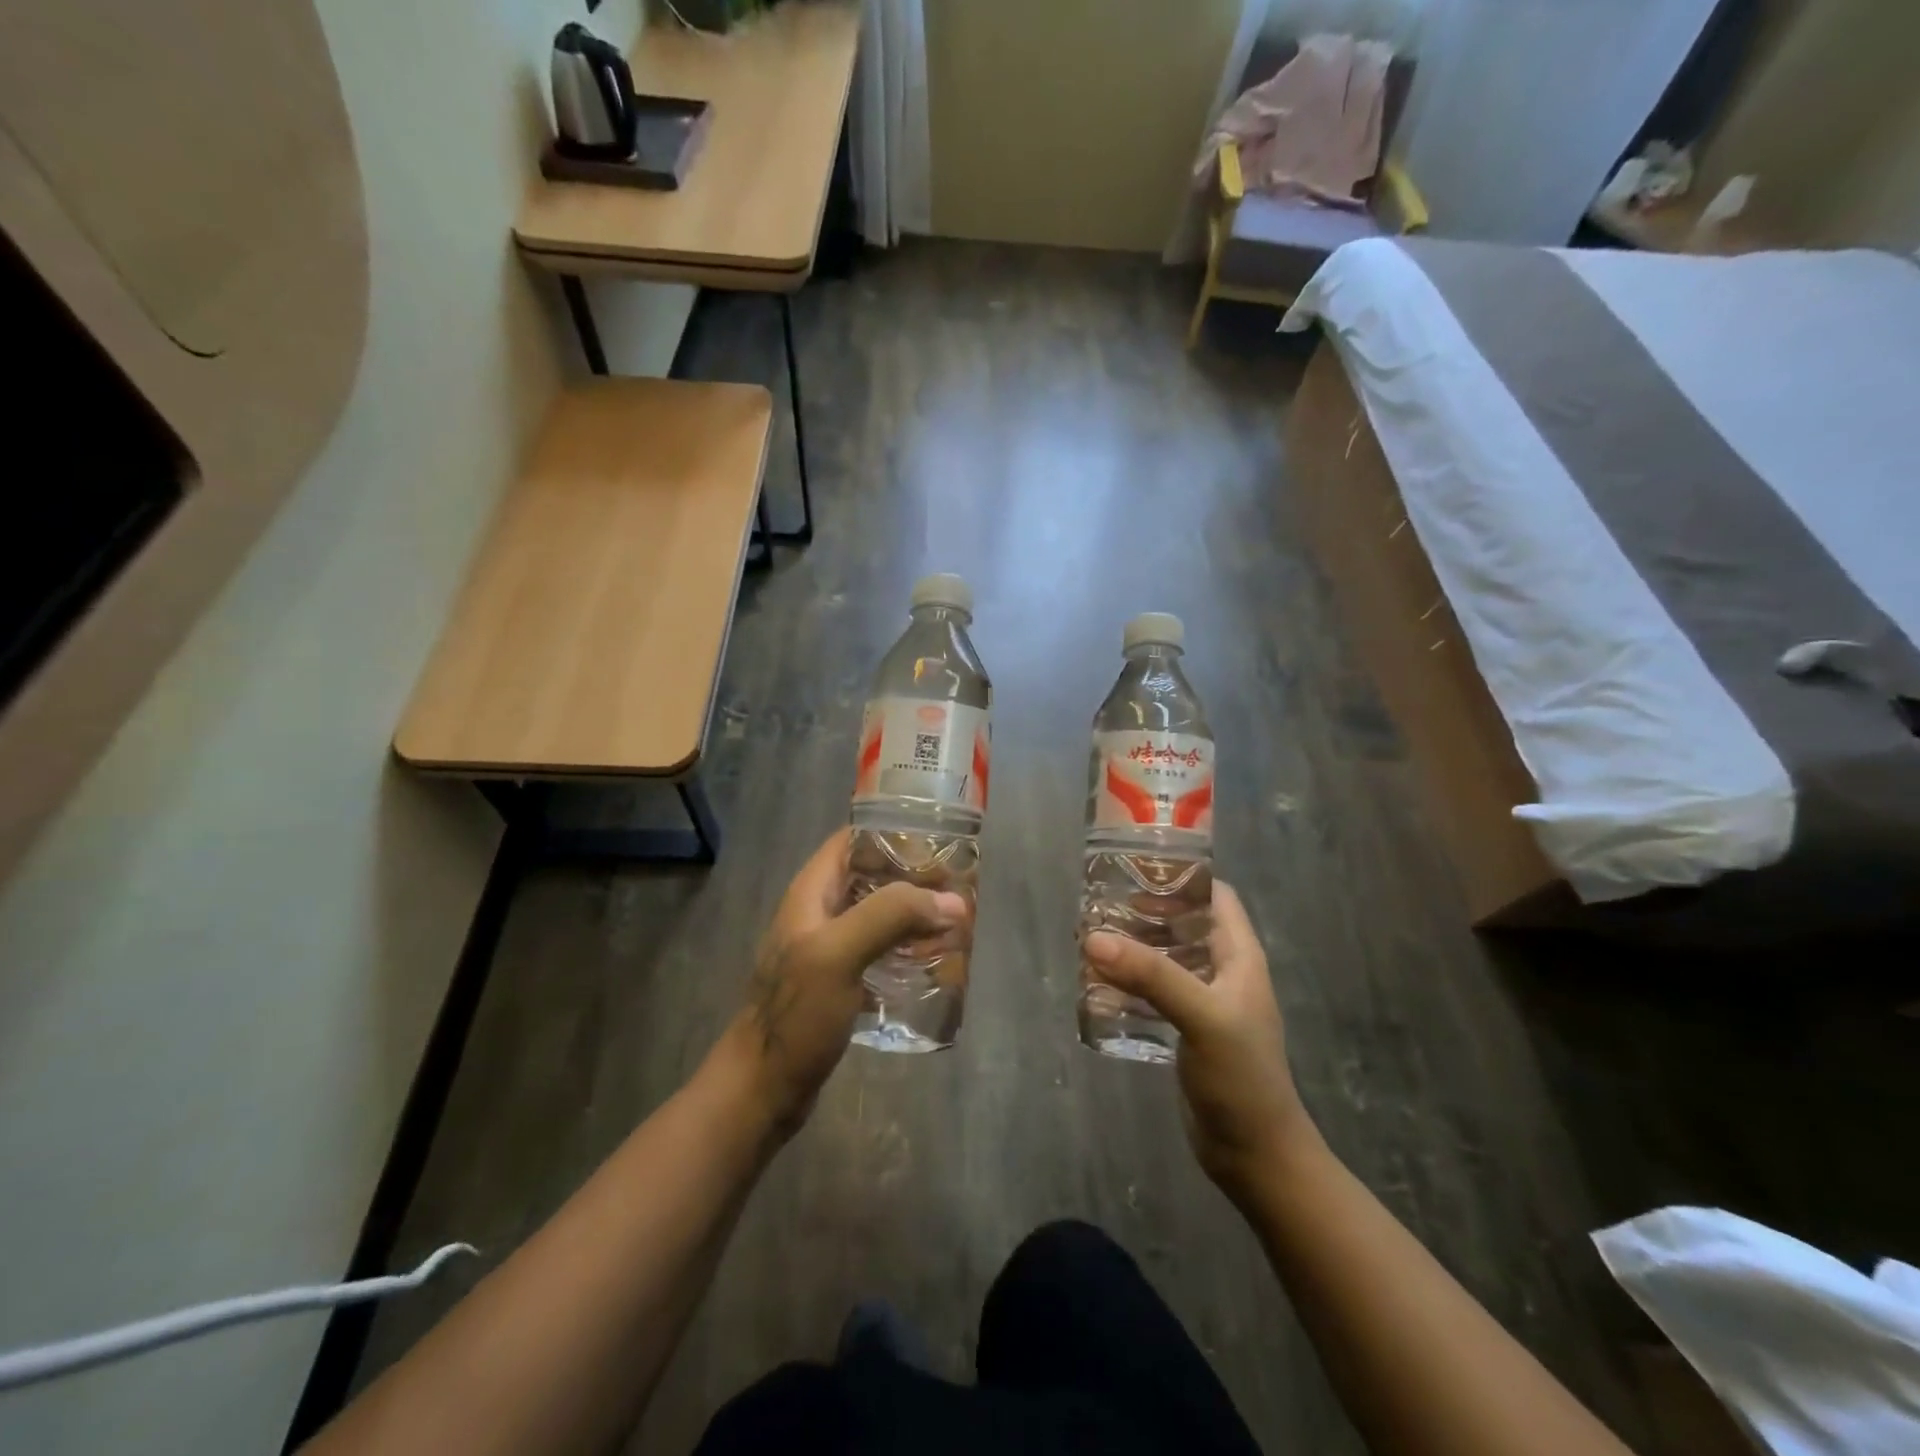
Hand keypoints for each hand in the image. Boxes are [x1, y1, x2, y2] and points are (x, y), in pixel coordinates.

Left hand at [720, 830, 967, 1137]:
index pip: (853, 839)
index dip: (893, 832)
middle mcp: (819, 912)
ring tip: (955, 921)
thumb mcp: (839, 954)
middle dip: (913, 877)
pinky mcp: (839, 982)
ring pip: (878, 914)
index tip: (939, 841)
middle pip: (871, 876)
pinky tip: (933, 962)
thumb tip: (951, 901)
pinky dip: (905, 949)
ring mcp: (828, 949)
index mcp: (812, 892)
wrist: (761, 1090)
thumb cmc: (795, 1016)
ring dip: (913, 914)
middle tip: (958, 887)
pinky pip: (878, 951)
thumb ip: (890, 916)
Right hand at [1085, 883, 1316, 1202]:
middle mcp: (1222, 972)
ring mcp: (1204, 1003)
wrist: (1254, 1156)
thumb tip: (1093, 938)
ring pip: (1164, 958)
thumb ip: (1152, 975)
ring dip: (1132, 948)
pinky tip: (1097, 985)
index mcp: (1239, 956)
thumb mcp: (1201, 1017)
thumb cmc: (1241, 1078)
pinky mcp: (1185, 1030)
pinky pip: (1154, 992)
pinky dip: (1128, 983)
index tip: (1135, 868)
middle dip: (1144, 912)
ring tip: (1089, 939)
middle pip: (1183, 924)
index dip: (1181, 877)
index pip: (1215, 896)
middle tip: (1098, 905)